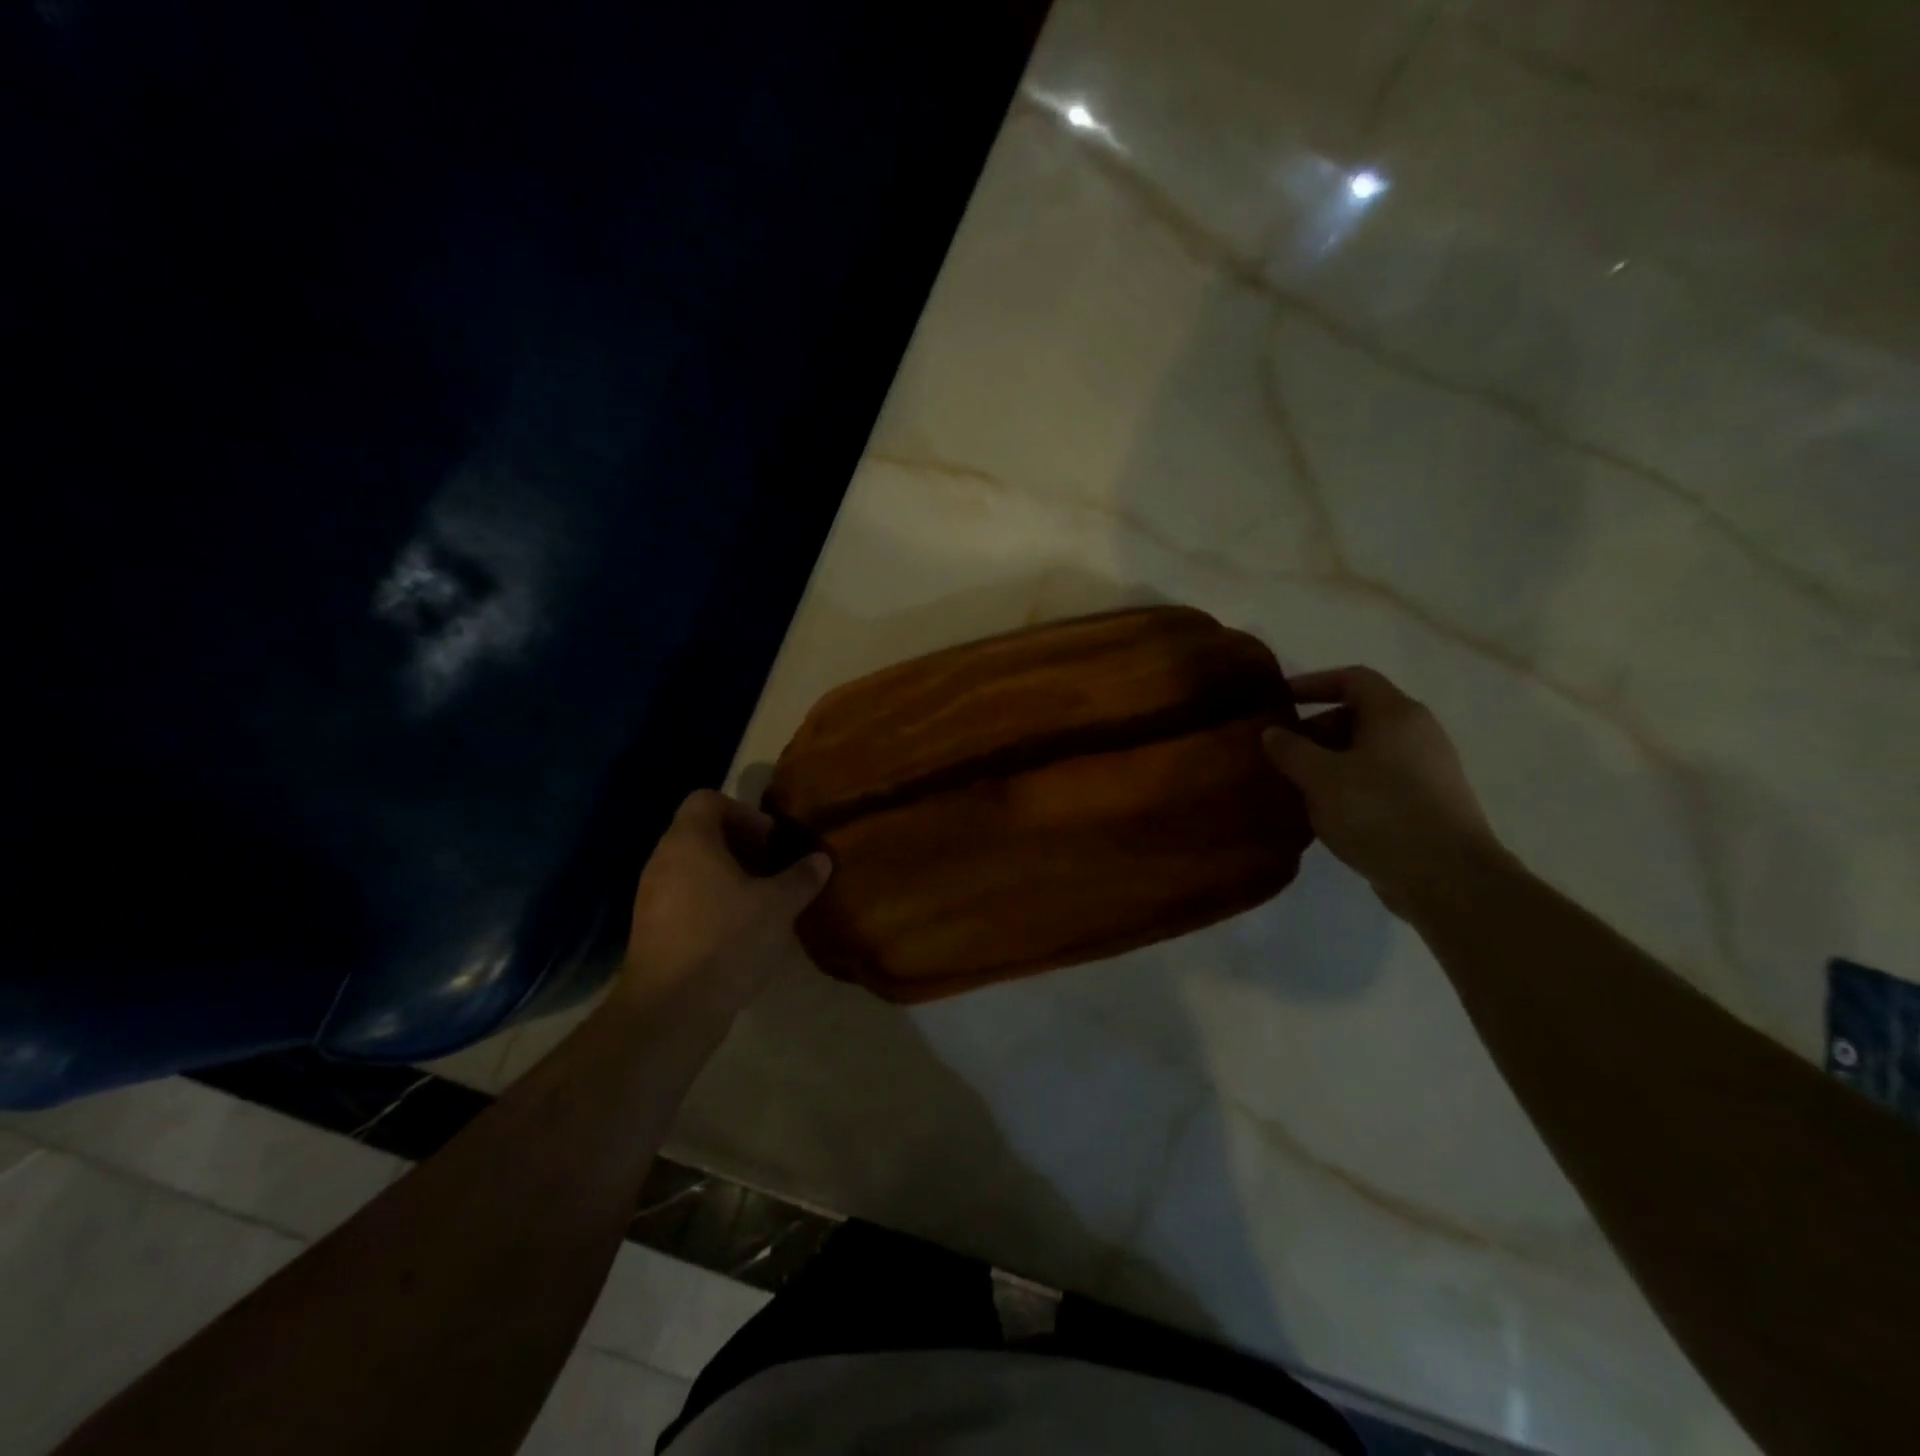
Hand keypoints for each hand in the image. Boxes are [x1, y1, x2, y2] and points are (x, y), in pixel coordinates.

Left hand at [619, 790, 831, 1014]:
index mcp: (689, 841)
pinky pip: (683, 897)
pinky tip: (738, 930)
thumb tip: (821, 859)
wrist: (670, 1010)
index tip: (769, 840)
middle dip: (740, 845)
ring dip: (727, 875)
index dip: (742, 812)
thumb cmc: (726, 940)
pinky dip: (711, 901)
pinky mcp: (650, 929)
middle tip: (772, 869)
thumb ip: (801, 877)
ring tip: (760, 900)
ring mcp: (651, 896)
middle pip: (700, 832)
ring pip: (692, 867)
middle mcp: (662, 860)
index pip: (707, 800)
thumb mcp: (777, 906)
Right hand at [1263, 667, 1505, 913]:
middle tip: (1282, 753)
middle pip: (1360, 715)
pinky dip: (1350, 785)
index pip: (1353, 679)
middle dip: (1316, 730)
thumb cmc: (1378, 812)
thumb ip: (1290, 750)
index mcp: (1396, 714)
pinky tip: (1327, 812)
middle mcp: (1418, 733)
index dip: (1313, 683)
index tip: (1280, 700)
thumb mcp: (1320, 778)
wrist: (1446, 877)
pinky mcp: (1429, 802)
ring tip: (1298, 785)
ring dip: (1330, 761)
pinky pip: (1380, 779)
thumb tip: (1272, 732)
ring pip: (1368, 751)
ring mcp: (1428, 769)